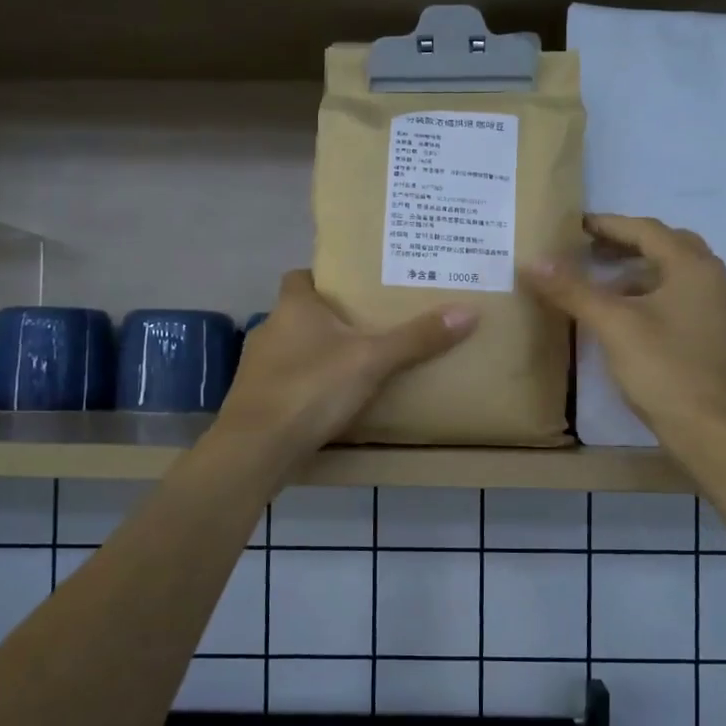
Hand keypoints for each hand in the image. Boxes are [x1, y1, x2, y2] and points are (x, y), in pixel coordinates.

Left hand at [211, 270, 476, 458]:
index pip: (301, 276)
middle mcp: (270, 329)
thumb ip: (417, 338)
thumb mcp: (372, 360)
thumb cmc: (311, 388)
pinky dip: (309, 386)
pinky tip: (334, 401)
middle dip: (332, 319)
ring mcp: (258, 368)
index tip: (356, 288)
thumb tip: (468, 311)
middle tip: (373, 326)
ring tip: (360, 364)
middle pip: (302, 314)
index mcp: (293, 307)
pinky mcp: (257, 401)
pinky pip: (289, 382)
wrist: (257, 449)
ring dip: (320, 355)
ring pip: (295, 350)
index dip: (325, 278)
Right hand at [523, 214, 725, 445]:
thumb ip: (573, 290)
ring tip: (604, 286)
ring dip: (642, 272)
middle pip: (668, 247)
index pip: (647, 230)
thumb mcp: (613, 326)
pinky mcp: (719, 338)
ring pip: (678, 276)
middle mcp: (715, 280)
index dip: (609, 225)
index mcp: (693, 267)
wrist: (716, 431)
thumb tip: (533, 261)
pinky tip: (631, 320)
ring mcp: (722, 311)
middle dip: (628, 245)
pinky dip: (655, 296)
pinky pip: (684, 300)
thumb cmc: (665, 370)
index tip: (576, 225)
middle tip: (591, 250)